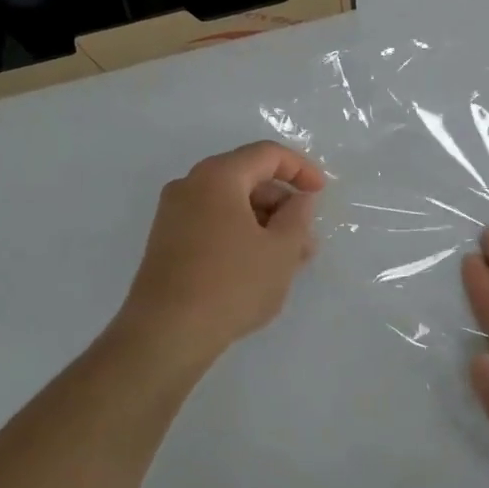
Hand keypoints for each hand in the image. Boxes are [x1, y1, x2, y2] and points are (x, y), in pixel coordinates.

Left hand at [116, 141, 326, 372]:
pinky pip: (212, 224)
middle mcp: (190, 185)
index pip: (266, 154)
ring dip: (264, 224)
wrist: (166, 333)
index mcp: (217, 176)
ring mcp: (173, 215)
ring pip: (230, 206)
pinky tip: (259, 268)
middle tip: (308, 238)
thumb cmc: (232, 284)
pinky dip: (240, 235)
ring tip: (290, 260)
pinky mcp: (166, 243)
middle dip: (282, 204)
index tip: (322, 193)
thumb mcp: (281, 250)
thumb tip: (300, 199)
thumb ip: (298, 216)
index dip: (300, 168)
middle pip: (246, 178)